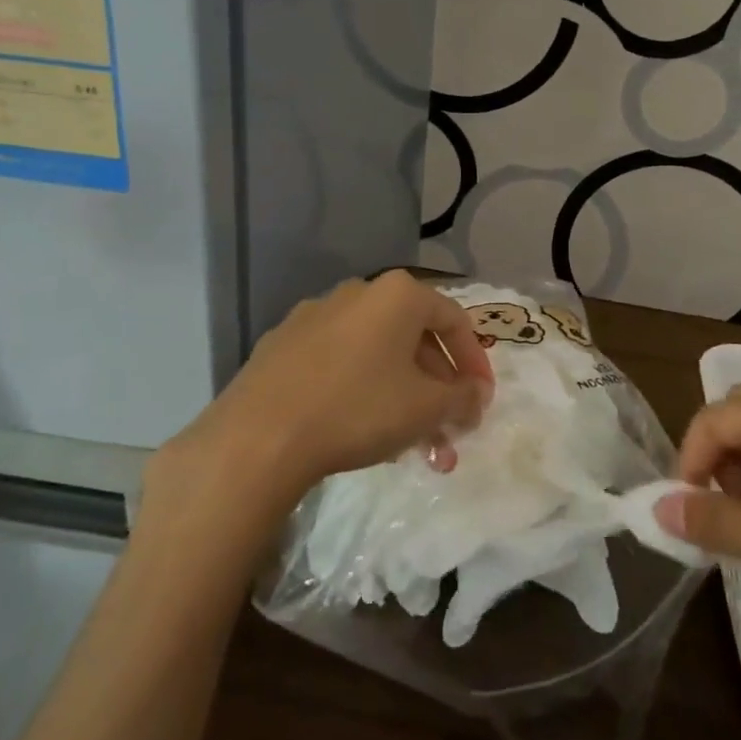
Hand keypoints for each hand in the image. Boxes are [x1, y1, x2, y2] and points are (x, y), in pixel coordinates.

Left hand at [156, 272, 494, 514]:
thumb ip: (462, 397)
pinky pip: (340, 363)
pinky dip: (363, 390)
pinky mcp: (283, 345)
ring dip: (404, 397)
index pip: (454, 321)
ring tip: (412, 446)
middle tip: (448, 432)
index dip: (475, 363)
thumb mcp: (426, 408)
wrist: (259, 436)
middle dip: (438, 390)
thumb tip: (475, 395)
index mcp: (398, 295)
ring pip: (377, 355)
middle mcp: (358, 293)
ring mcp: (315, 316)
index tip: (481, 401)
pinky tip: (364, 431)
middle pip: (414, 339)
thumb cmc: (358, 409)